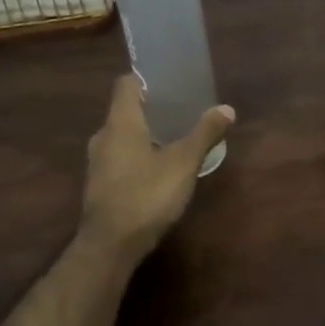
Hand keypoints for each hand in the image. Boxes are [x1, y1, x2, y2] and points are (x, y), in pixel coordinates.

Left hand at [79, 74, 235, 264]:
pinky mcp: (99, 185)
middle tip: (182, 110)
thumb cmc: (146, 195)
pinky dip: (137, 155)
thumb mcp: (183, 163)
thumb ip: (204, 134)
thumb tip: (227, 108)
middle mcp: (103, 136)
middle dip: (152, 109)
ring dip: (145, 134)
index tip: (170, 83)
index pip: (126, 84)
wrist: (110, 245)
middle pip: (125, 110)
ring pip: (122, 136)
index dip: (147, 79)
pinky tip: (159, 169)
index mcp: (120, 122)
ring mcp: (97, 162)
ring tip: (175, 138)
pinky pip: (119, 158)